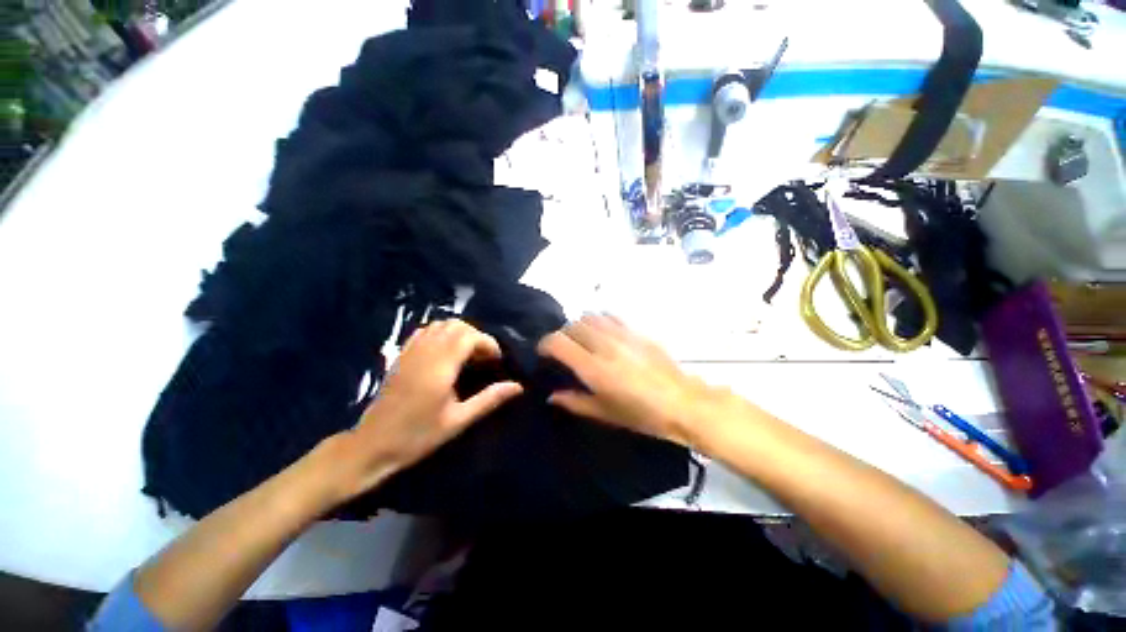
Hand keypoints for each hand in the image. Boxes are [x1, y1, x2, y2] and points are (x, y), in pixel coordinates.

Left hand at [329, 320, 523, 498]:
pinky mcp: (401, 355)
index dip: (488, 343)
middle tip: (484, 358)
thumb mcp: (458, 420)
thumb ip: (489, 399)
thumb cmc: (418, 436)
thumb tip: (518, 387)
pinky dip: (441, 334)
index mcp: (440, 367)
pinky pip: (425, 331)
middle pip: (456, 326)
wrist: (372, 446)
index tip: (497, 360)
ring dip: (459, 333)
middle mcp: (425, 352)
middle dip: (476, 336)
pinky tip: (446, 353)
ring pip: (440, 325)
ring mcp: (410, 351)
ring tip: (468, 355)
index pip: (469, 337)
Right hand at [537, 314, 742, 448]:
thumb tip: (552, 395)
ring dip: (580, 326)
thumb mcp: (605, 413)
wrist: (683, 403)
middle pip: (573, 326)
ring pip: (591, 317)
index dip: (545, 344)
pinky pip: (611, 316)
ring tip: (583, 339)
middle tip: (564, 349)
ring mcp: (622, 335)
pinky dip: (600, 320)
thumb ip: (575, 402)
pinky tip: (604, 332)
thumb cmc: (643, 414)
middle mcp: (605, 345)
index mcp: (594, 368)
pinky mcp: (637, 331)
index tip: (544, 352)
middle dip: (562, 335)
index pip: (559, 342)